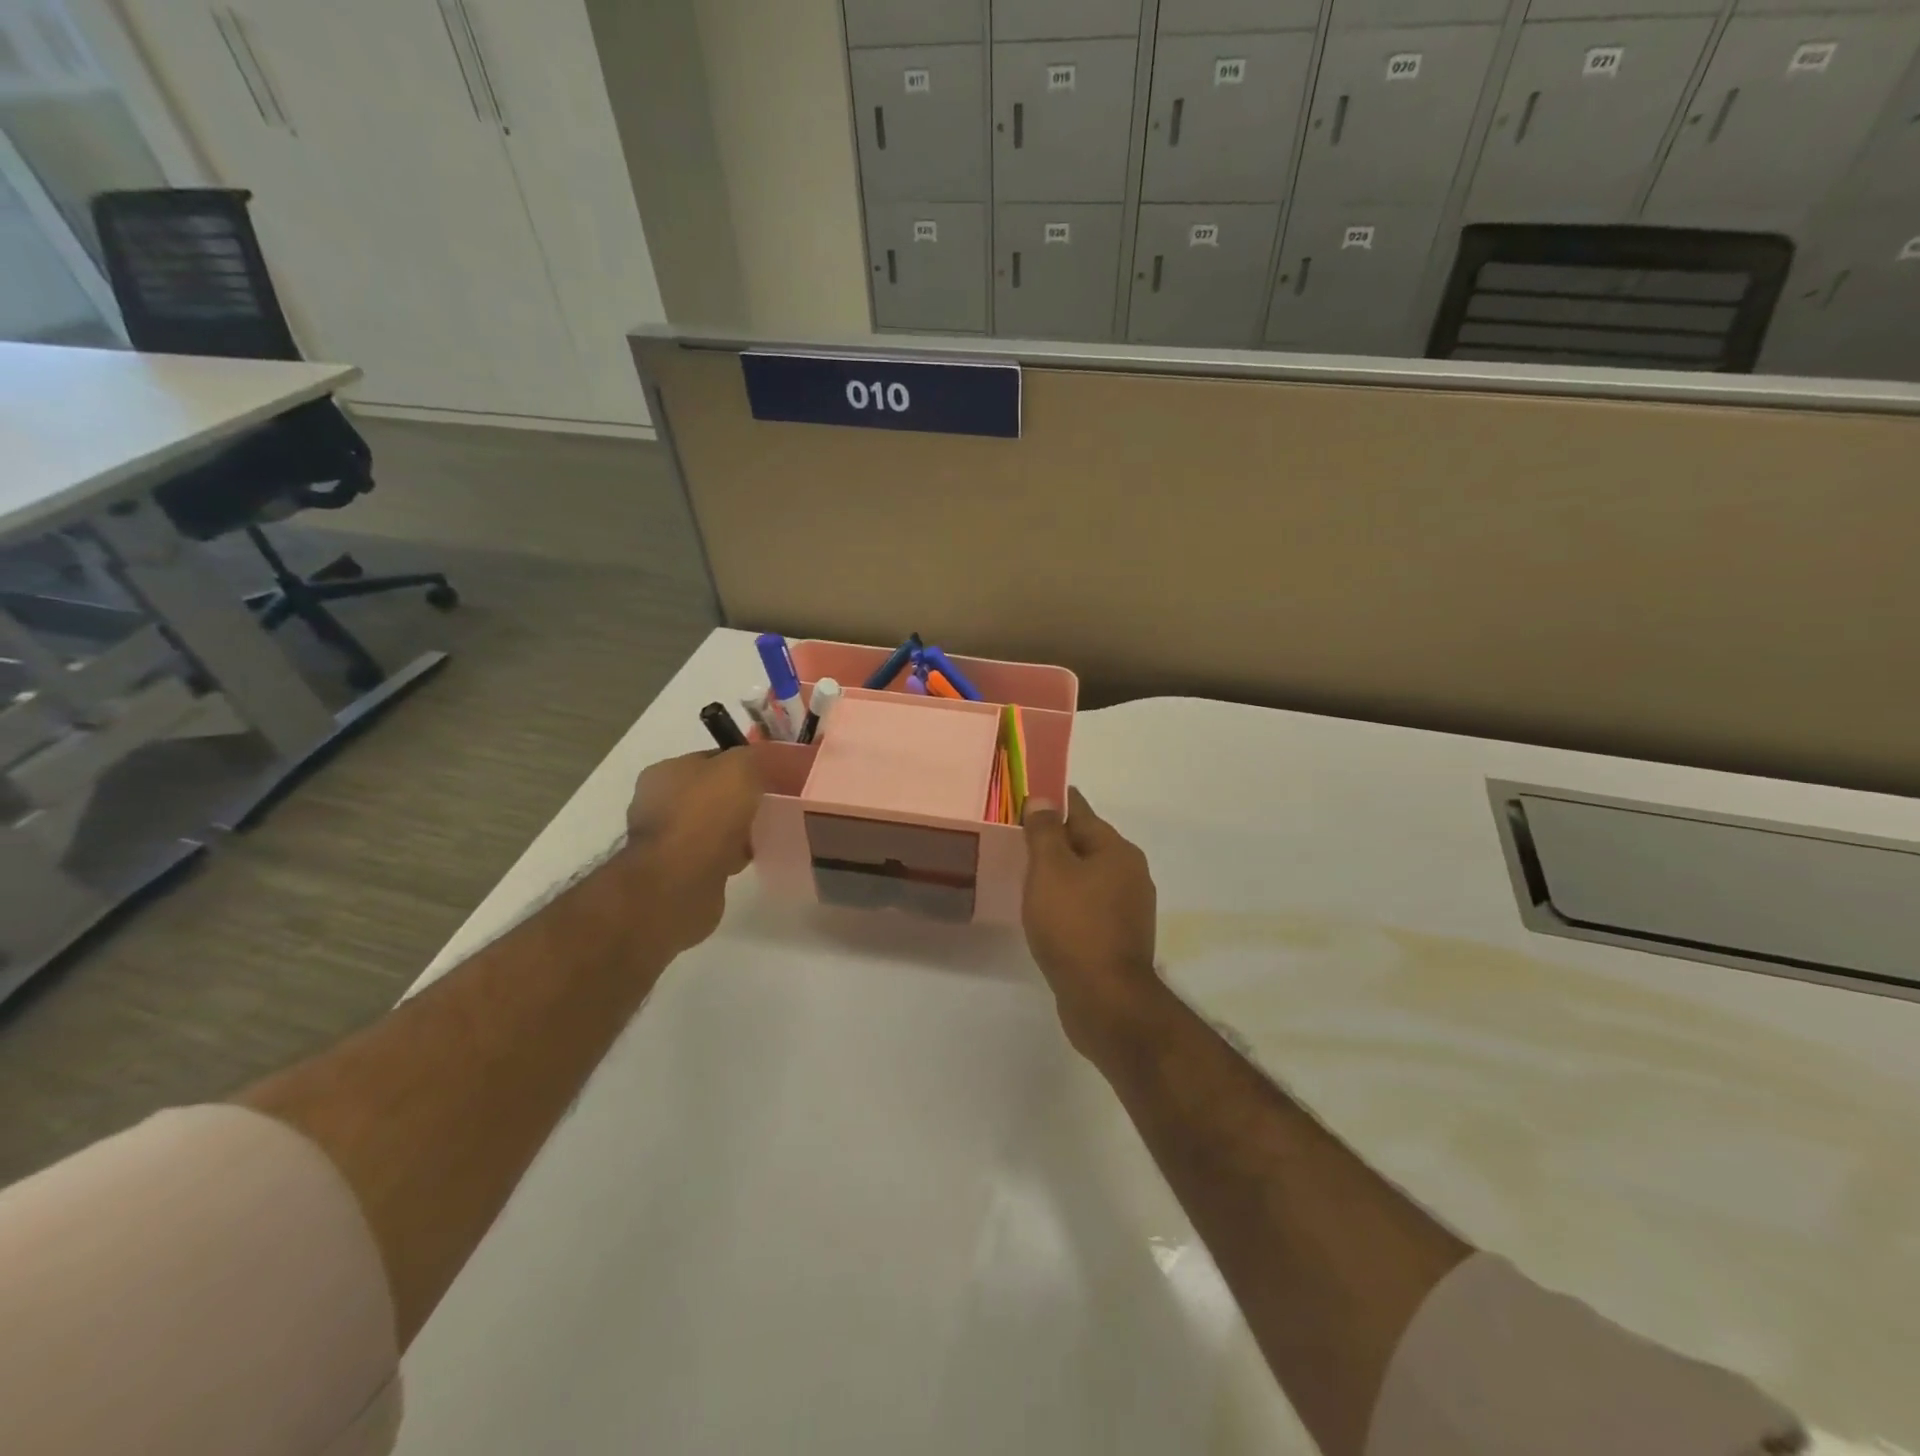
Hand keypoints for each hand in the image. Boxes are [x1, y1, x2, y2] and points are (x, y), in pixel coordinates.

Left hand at [625, 749, 763, 951]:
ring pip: (710, 827)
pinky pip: (708, 856)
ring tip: (756, 838)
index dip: (738, 765)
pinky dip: (725, 857)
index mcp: (664, 771)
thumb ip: (750, 756)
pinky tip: (740, 861)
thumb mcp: (739, 767)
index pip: (708, 759)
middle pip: (709, 794)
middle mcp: (655, 802)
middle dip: (736, 802)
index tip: (765, 777)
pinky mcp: (673, 872)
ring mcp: (662, 840)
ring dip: (732, 832)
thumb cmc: (707, 814)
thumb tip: (755, 760)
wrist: (681, 880)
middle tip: (764, 808)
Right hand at [1022, 787, 1160, 1055]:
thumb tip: (1044, 798)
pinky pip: (1090, 906)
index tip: (1026, 801)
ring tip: (1027, 878)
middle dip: (1056, 840)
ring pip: (1088, 877)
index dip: (1053, 803)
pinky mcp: (1120, 938)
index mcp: (1117, 850)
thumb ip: (1045, 831)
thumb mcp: (1050, 869)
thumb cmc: (1074, 925)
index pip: (1080, 811)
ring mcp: (1129, 908)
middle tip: (1018, 841)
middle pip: (1086, 844)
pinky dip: (1070, 902)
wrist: (1105, 999)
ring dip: (1062, 874)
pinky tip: (1048, 913)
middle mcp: (1130, 873)